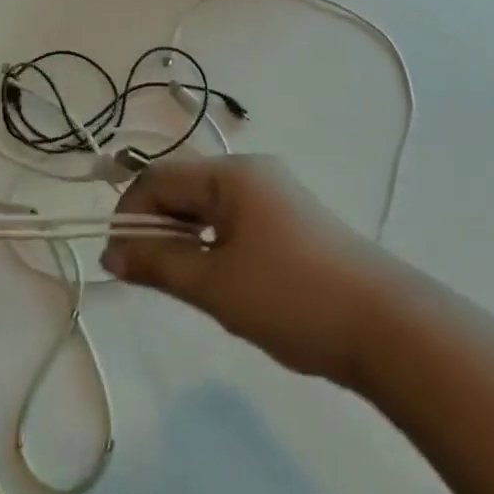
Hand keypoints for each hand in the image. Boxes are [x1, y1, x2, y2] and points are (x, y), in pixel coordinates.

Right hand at [102, 154, 392, 383]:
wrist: (382, 323)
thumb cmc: (290, 297)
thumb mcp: (215, 284)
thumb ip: (159, 263)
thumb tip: (111, 253)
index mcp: (231, 174)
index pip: (159, 177)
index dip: (129, 214)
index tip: (117, 262)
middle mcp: (251, 170)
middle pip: (184, 186)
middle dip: (157, 226)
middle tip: (150, 278)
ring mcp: (274, 192)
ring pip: (209, 205)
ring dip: (185, 236)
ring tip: (185, 283)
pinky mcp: (290, 217)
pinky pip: (234, 218)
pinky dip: (214, 242)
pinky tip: (221, 279)